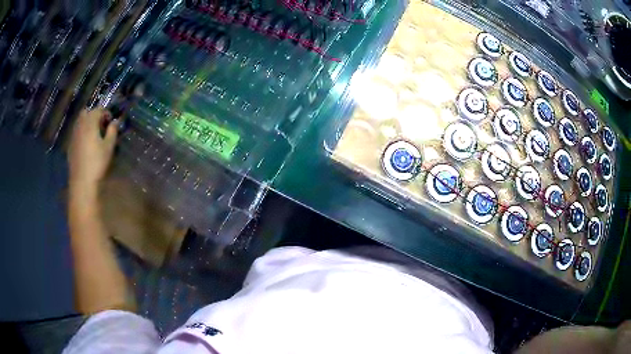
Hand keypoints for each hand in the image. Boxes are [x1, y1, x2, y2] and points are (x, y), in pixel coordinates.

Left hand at [68, 108, 117, 192]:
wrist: (82, 181)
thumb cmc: (97, 163)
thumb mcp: (109, 147)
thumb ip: (112, 131)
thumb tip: (115, 121)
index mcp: (90, 122)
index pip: (99, 110)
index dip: (106, 114)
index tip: (111, 123)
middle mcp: (80, 125)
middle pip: (86, 112)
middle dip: (94, 115)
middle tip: (100, 126)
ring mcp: (74, 134)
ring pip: (80, 121)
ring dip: (87, 123)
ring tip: (93, 135)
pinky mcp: (70, 144)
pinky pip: (76, 132)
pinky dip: (81, 133)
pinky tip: (86, 144)